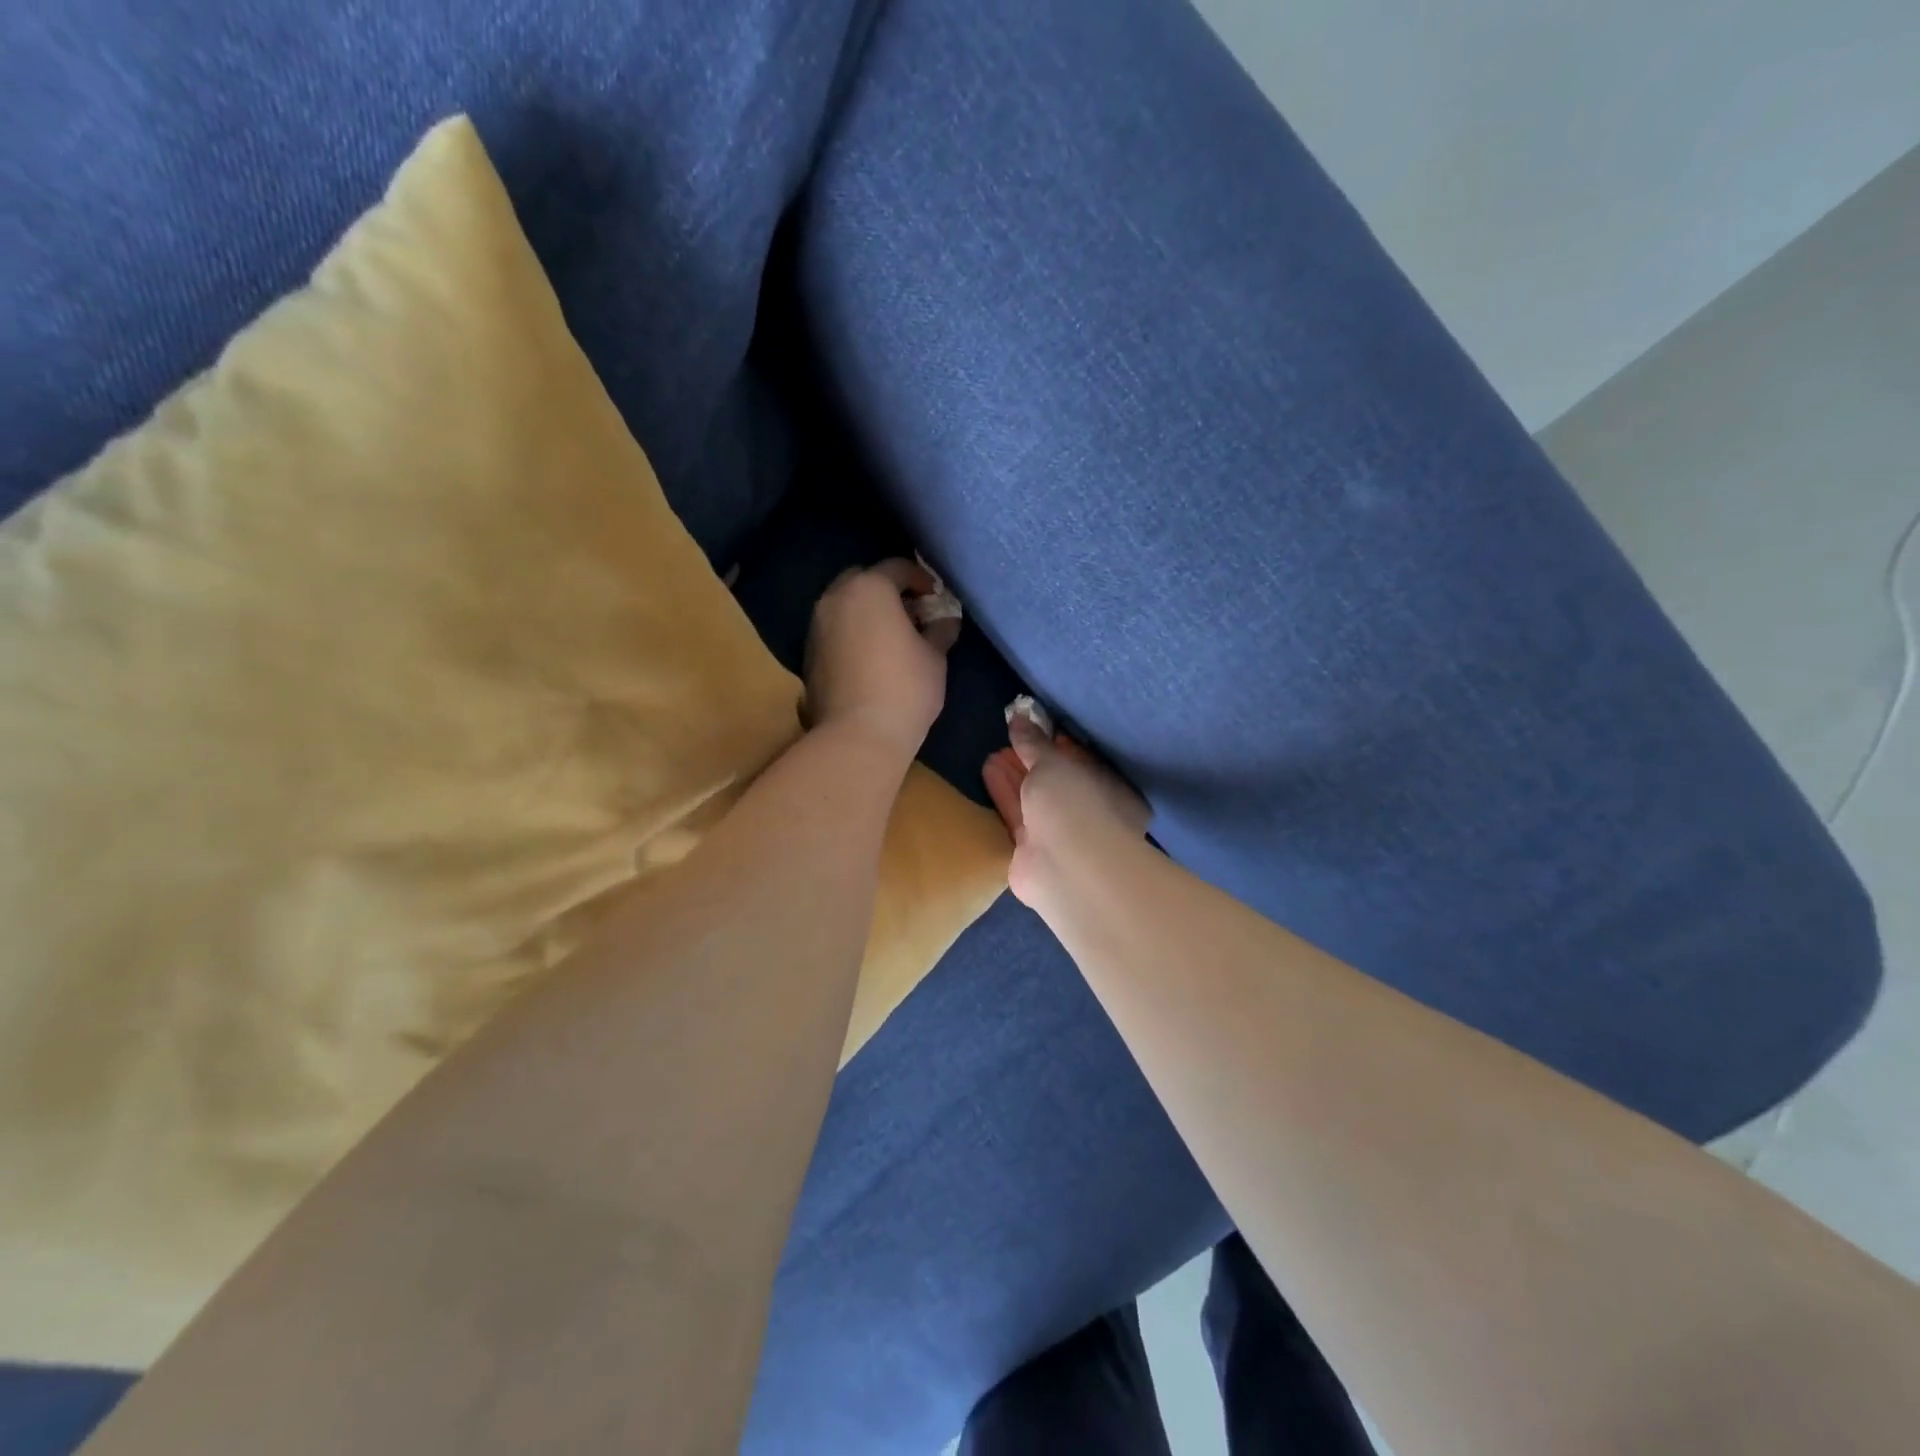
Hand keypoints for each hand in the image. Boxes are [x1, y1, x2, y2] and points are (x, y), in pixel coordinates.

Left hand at [804, 559, 959, 759]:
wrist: (858, 734)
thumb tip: (946, 620)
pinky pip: (834, 629)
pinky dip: (852, 632)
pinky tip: (870, 656)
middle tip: (911, 612)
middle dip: (887, 590)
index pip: (897, 568)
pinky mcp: (808, 653)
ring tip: (891, 635)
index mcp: (870, 589)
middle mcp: (836, 598)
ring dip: (867, 612)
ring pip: (844, 604)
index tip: (935, 597)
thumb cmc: (906, 688)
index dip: (920, 578)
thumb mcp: (934, 657)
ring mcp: (817, 626)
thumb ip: (940, 631)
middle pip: (864, 580)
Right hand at [982, 707, 1150, 908]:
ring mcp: (1061, 838)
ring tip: (991, 752)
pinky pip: (1017, 816)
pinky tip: (988, 771)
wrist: (1064, 868)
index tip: (1037, 729)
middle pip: (1056, 783)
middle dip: (1031, 761)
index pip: (1086, 764)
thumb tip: (1019, 715)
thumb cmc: (1074, 805)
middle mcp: (1090, 816)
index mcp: (1113, 793)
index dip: (1060, 745)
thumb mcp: (1053, 762)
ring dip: (1014, 776)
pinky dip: (1004, 794)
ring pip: (1034, 800)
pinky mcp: (1032, 853)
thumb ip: (1034, 742)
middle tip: (1008, 739)